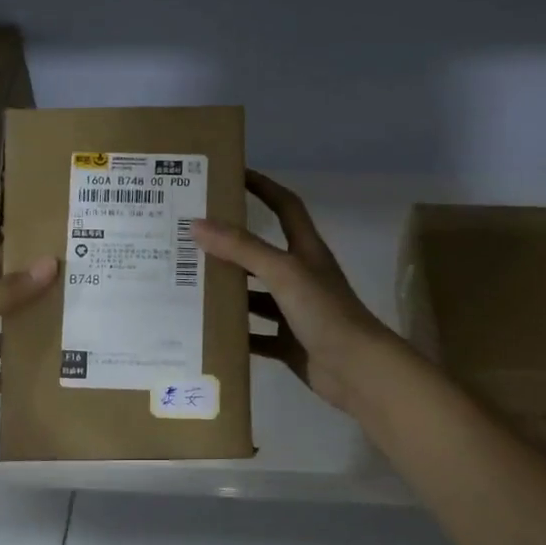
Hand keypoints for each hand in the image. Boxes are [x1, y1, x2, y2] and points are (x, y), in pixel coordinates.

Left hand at [0, 247, 57, 449]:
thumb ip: (7, 292)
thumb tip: (52, 263)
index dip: (13, 256)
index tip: (52, 251)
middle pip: (2, 302)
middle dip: (33, 296)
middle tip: (78, 290)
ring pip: (8, 339)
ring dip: (34, 335)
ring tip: (77, 328)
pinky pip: (5, 377)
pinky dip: (26, 374)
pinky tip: (57, 371)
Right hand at [193, 171, 403, 414]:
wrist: (357, 369)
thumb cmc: (325, 311)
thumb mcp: (283, 272)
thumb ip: (242, 248)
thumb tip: (198, 224)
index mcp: (305, 251)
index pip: (284, 206)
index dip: (263, 187)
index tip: (232, 175)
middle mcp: (300, 277)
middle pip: (262, 253)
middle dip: (230, 245)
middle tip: (191, 238)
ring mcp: (295, 312)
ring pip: (255, 296)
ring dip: (228, 291)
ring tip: (188, 284)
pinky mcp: (289, 343)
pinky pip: (256, 335)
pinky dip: (235, 333)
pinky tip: (207, 331)